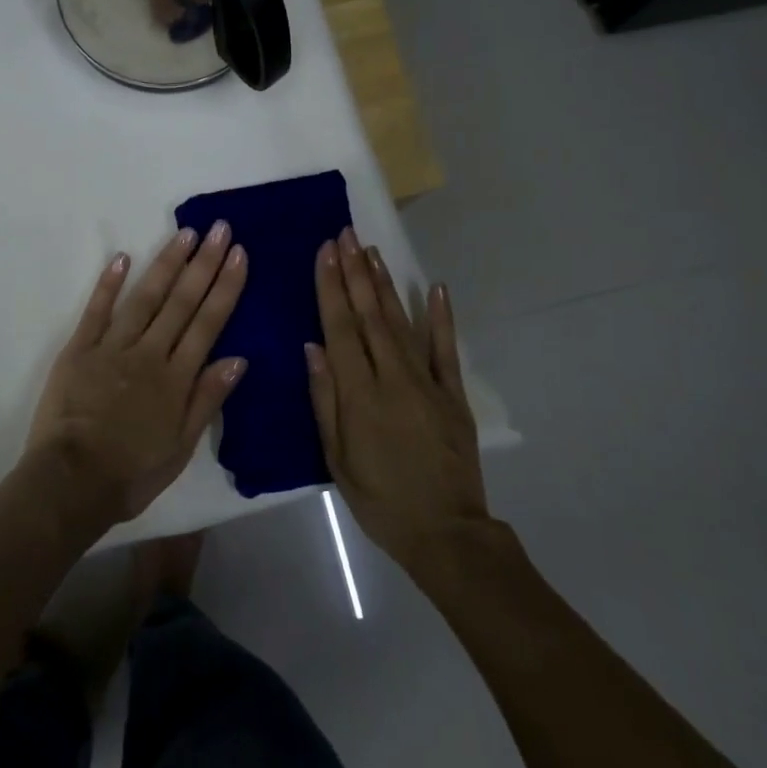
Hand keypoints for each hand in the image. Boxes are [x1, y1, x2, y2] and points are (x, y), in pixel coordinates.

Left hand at [25, 223, 248, 523]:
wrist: (70, 483)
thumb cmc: (131, 473)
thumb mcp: (181, 447)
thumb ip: (207, 399)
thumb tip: (239, 358)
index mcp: (176, 378)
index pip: (208, 323)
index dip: (225, 286)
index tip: (238, 254)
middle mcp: (149, 353)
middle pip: (181, 301)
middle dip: (203, 262)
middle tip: (219, 228)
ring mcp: (112, 347)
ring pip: (145, 297)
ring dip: (166, 263)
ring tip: (185, 233)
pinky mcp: (79, 349)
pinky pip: (96, 311)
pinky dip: (109, 284)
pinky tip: (122, 257)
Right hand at [307, 228, 490, 574]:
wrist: (445, 532)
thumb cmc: (380, 499)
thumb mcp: (337, 458)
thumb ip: (325, 399)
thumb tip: (312, 347)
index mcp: (360, 394)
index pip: (341, 328)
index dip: (331, 288)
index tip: (325, 253)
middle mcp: (393, 378)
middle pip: (370, 316)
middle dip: (355, 272)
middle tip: (346, 235)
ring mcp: (428, 383)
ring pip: (402, 323)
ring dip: (385, 285)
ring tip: (371, 251)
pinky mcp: (453, 394)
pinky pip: (446, 349)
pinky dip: (442, 318)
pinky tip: (435, 288)